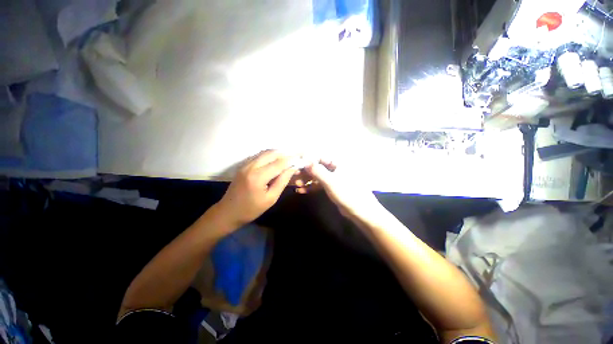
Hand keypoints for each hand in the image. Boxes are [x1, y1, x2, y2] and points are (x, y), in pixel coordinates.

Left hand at [217, 150, 296, 227]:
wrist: (228, 212)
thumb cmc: (251, 209)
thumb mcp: (271, 198)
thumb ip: (282, 181)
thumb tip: (292, 169)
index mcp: (258, 177)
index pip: (278, 163)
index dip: (291, 160)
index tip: (300, 159)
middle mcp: (251, 166)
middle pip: (271, 153)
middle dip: (285, 154)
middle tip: (295, 158)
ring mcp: (245, 164)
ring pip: (265, 152)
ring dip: (277, 153)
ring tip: (287, 159)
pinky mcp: (243, 165)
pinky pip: (259, 155)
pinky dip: (269, 156)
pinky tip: (275, 161)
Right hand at [296, 159, 379, 219]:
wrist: (360, 211)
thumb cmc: (347, 193)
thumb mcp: (331, 181)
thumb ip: (317, 171)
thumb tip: (305, 160)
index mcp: (338, 163)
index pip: (320, 157)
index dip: (308, 159)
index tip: (297, 164)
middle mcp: (335, 168)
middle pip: (317, 167)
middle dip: (306, 172)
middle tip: (294, 176)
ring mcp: (333, 178)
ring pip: (317, 176)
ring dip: (307, 180)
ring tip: (296, 185)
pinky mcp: (332, 187)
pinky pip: (319, 185)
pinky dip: (311, 187)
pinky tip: (301, 191)